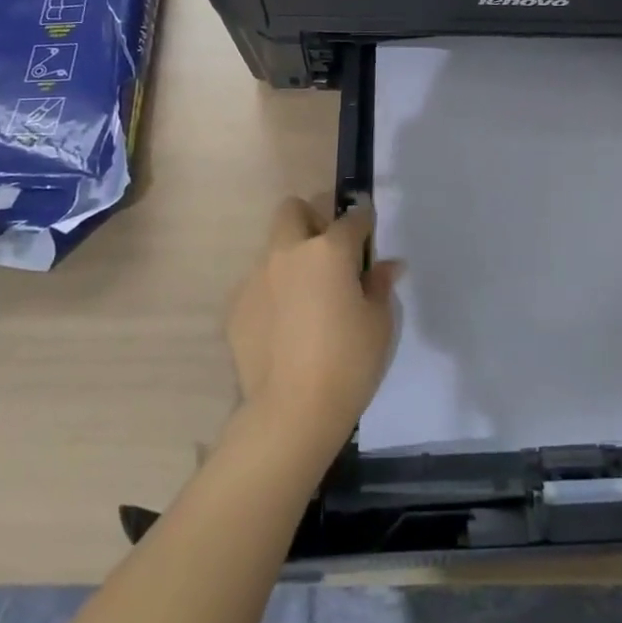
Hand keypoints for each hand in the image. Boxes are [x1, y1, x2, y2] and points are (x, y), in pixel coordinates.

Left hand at [226, 197, 401, 455]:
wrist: (292, 411)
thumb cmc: (348, 361)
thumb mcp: (379, 322)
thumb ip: (379, 285)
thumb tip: (385, 266)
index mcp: (329, 251)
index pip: (351, 219)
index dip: (364, 224)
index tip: (368, 237)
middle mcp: (288, 253)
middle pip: (293, 211)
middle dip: (311, 220)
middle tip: (329, 254)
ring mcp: (255, 278)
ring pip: (273, 251)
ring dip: (291, 261)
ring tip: (306, 301)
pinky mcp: (236, 308)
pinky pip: (258, 287)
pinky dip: (273, 295)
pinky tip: (285, 328)